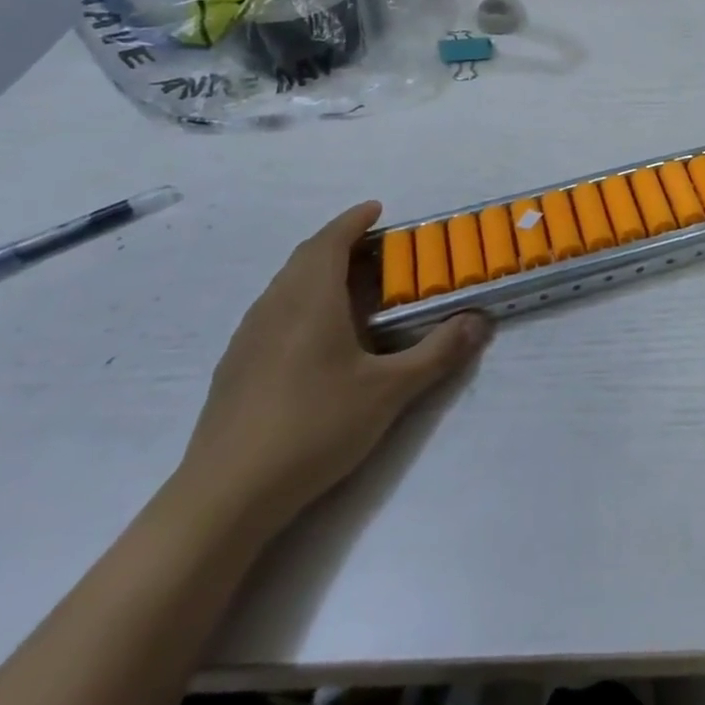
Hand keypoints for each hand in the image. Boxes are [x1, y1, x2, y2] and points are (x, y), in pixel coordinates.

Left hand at [175, 202, 490, 532]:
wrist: (226, 495)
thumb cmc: (314, 427)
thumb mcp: (390, 390)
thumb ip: (437, 352)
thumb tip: (479, 321)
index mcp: (309, 300)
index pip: (330, 241)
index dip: (354, 221)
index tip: (377, 209)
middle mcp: (274, 307)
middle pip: (305, 258)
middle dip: (339, 243)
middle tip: (376, 247)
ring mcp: (248, 338)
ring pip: (285, 285)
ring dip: (318, 271)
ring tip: (352, 285)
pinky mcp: (236, 368)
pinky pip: (273, 312)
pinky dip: (301, 301)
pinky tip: (318, 336)